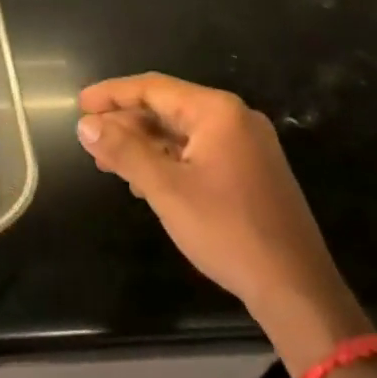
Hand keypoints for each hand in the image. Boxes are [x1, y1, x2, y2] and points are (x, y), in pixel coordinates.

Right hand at [77, 73, 367, 363]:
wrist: (296, 289)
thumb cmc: (227, 231)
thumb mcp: (166, 189)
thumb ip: (124, 151)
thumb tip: (86, 125)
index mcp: (217, 112)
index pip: (153, 88)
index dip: (112, 94)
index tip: (79, 105)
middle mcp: (234, 118)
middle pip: (167, 107)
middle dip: (126, 124)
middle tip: (90, 141)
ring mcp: (247, 145)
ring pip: (182, 132)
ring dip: (144, 144)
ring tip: (110, 164)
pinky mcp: (251, 170)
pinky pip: (199, 151)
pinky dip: (168, 160)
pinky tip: (145, 181)